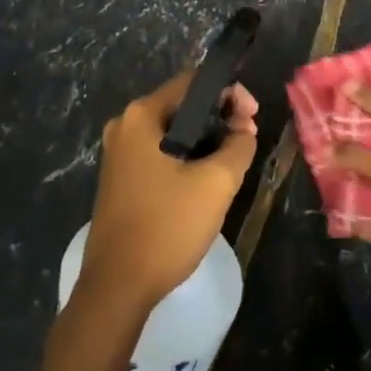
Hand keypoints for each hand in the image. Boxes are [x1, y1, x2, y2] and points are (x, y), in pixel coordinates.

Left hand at [78, 72, 258, 309]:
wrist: (117, 288)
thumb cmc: (166, 226)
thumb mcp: (216, 183)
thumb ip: (239, 145)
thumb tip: (243, 130)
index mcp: (141, 116)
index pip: (194, 82)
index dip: (230, 92)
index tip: (253, 118)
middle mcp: (125, 126)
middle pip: (183, 105)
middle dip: (220, 117)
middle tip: (248, 139)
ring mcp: (118, 154)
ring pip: (173, 131)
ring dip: (206, 139)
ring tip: (233, 161)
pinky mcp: (120, 179)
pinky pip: (161, 153)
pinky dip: (187, 157)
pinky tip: (206, 180)